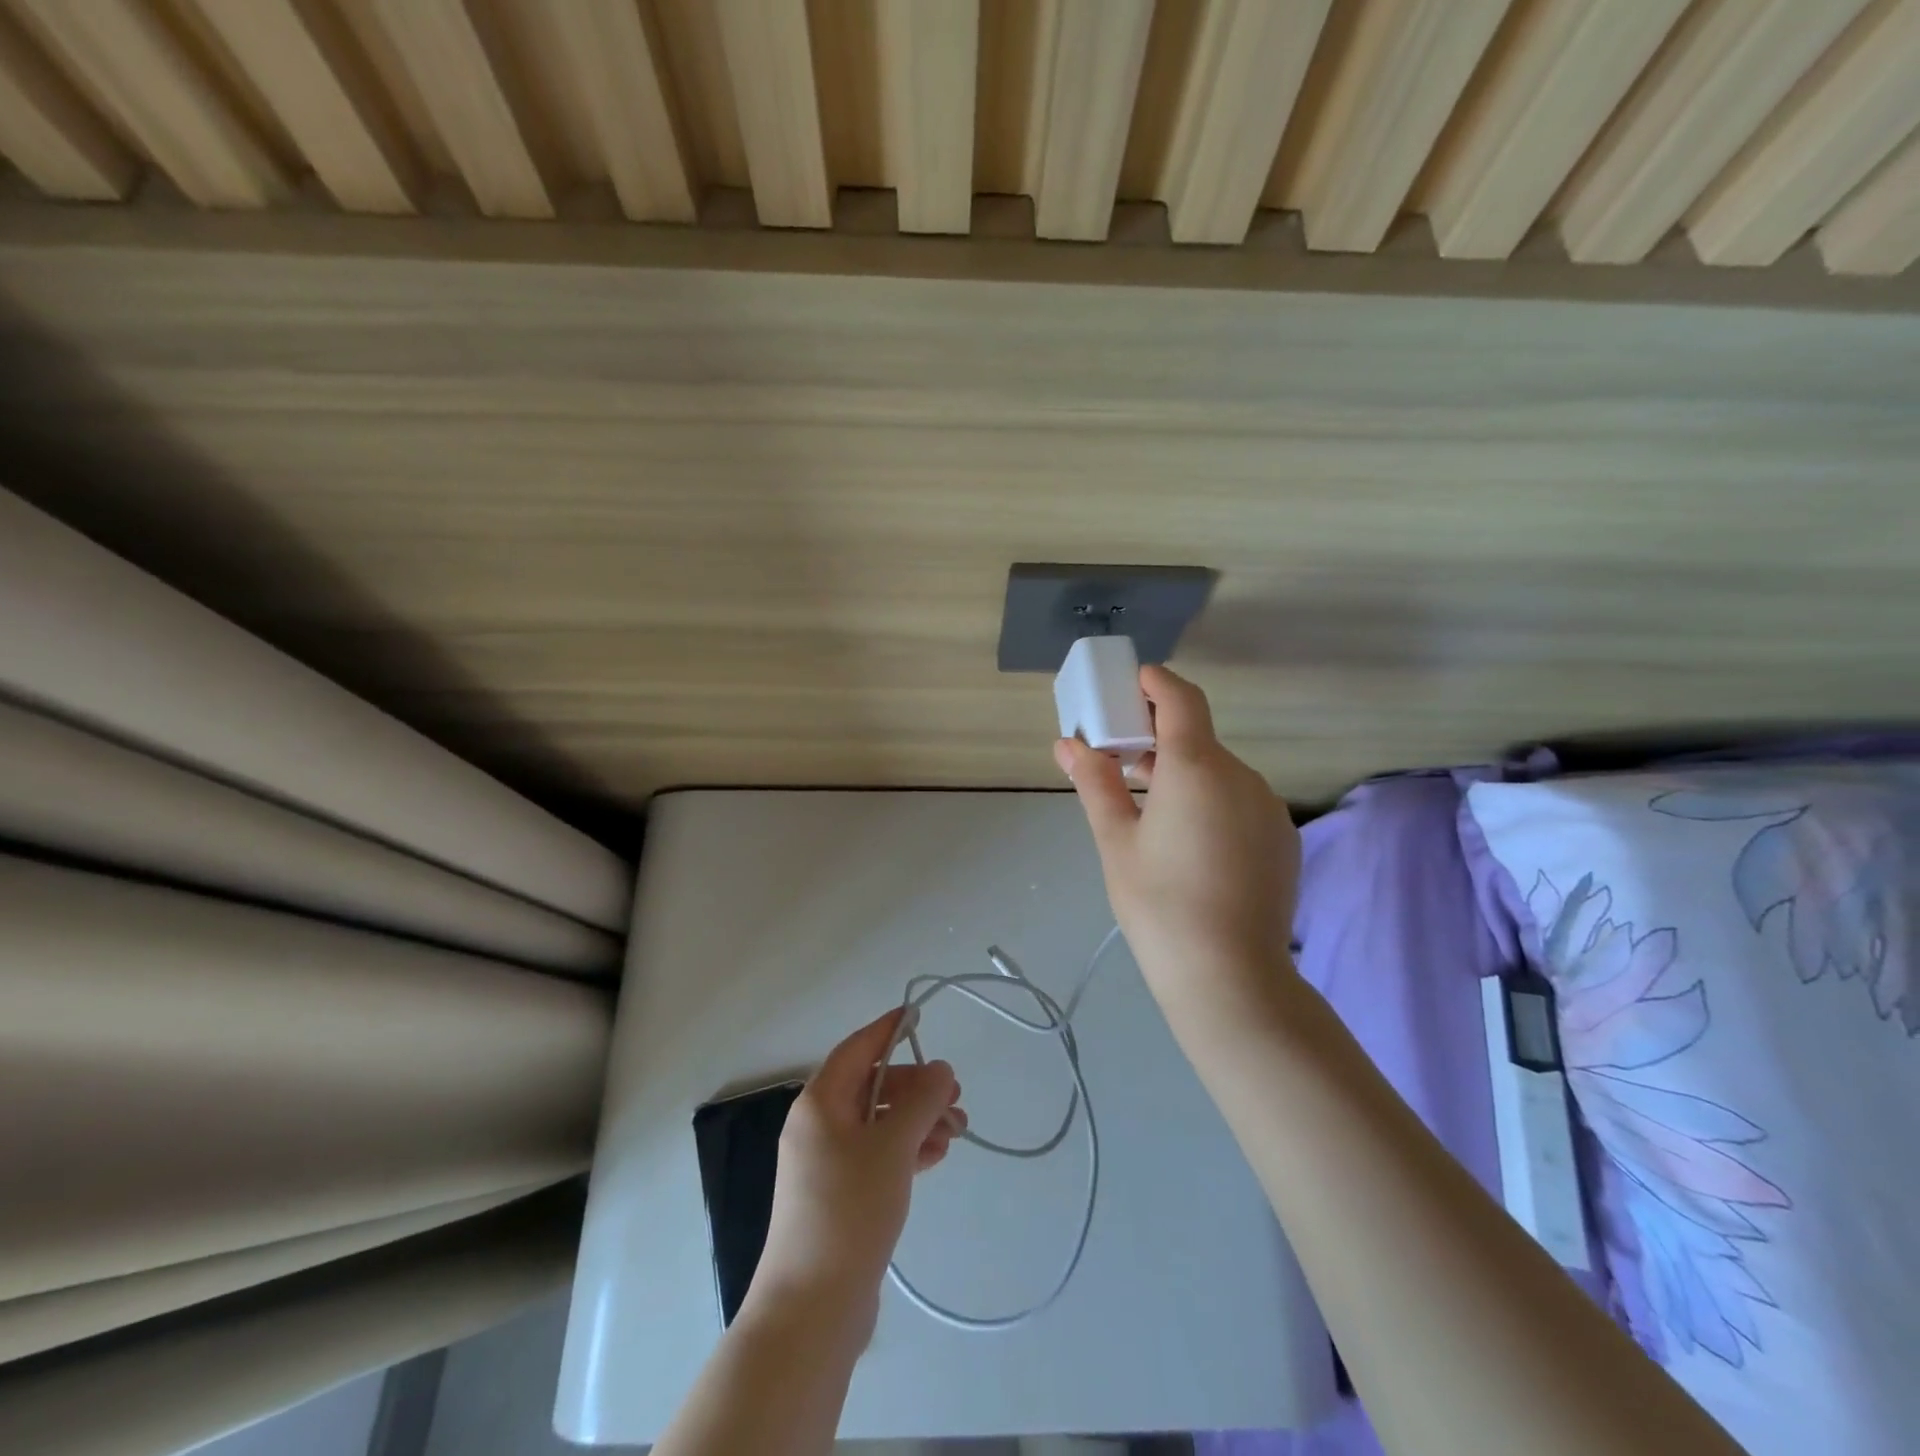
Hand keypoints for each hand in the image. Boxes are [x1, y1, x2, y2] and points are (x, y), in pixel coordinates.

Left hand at [747, 1010, 966, 1341]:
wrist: (812, 1308)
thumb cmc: (849, 1210)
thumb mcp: (892, 1147)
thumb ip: (921, 1101)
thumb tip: (940, 1068)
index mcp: (820, 1103)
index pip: (857, 1049)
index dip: (888, 1030)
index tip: (919, 1016)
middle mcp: (818, 1126)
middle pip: (872, 1087)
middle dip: (916, 1087)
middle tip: (956, 1095)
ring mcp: (826, 1163)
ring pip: (878, 1123)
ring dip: (917, 1120)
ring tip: (957, 1132)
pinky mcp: (838, 1195)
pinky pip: (876, 1155)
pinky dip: (905, 1149)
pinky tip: (936, 1155)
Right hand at [1055, 665, 1300, 1000]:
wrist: (1231, 978)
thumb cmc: (1159, 904)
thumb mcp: (1115, 841)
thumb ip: (1095, 783)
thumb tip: (1067, 743)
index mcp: (1196, 767)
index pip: (1180, 699)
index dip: (1154, 682)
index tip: (1128, 685)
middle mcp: (1241, 775)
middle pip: (1197, 738)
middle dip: (1157, 739)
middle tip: (1119, 760)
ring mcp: (1268, 807)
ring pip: (1218, 773)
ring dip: (1183, 774)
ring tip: (1149, 811)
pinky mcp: (1282, 838)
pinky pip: (1239, 802)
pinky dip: (1210, 802)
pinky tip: (1189, 844)